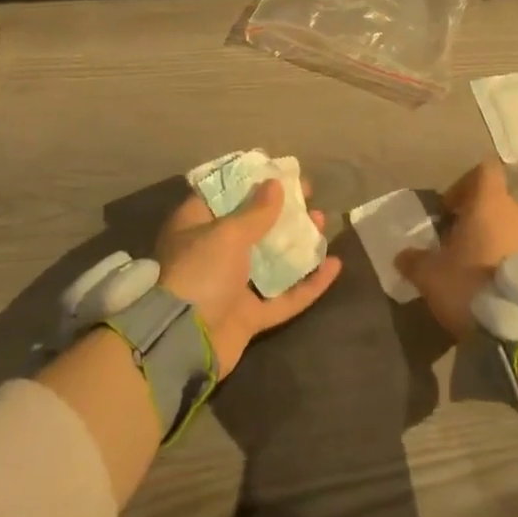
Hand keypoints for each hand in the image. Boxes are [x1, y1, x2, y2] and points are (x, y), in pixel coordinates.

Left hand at [156, 178, 340, 375]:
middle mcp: (212, 253)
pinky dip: (308, 283)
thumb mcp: (227, 234)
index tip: (280, 173)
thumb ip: (256, 211)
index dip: (252, 182)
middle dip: (282, 212)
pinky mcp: (249, 316)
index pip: (224, 195)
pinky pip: (284, 296)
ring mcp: (232, 286)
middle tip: (309, 198)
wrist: (184, 343)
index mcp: (196, 226)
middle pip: (252, 226)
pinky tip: (334, 266)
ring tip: (322, 223)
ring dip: (298, 243)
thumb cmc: (200, 272)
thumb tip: (275, 185)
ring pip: (271, 260)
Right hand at [395, 159, 517, 341]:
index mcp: (490, 203)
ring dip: (494, 242)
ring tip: (476, 270)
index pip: (483, 172)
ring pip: (512, 229)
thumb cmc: (473, 286)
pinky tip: (496, 289)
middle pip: (496, 203)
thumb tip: (402, 256)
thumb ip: (415, 261)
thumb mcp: (431, 276)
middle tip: (456, 245)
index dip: (464, 184)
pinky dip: (510, 263)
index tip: (449, 208)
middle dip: (476, 219)